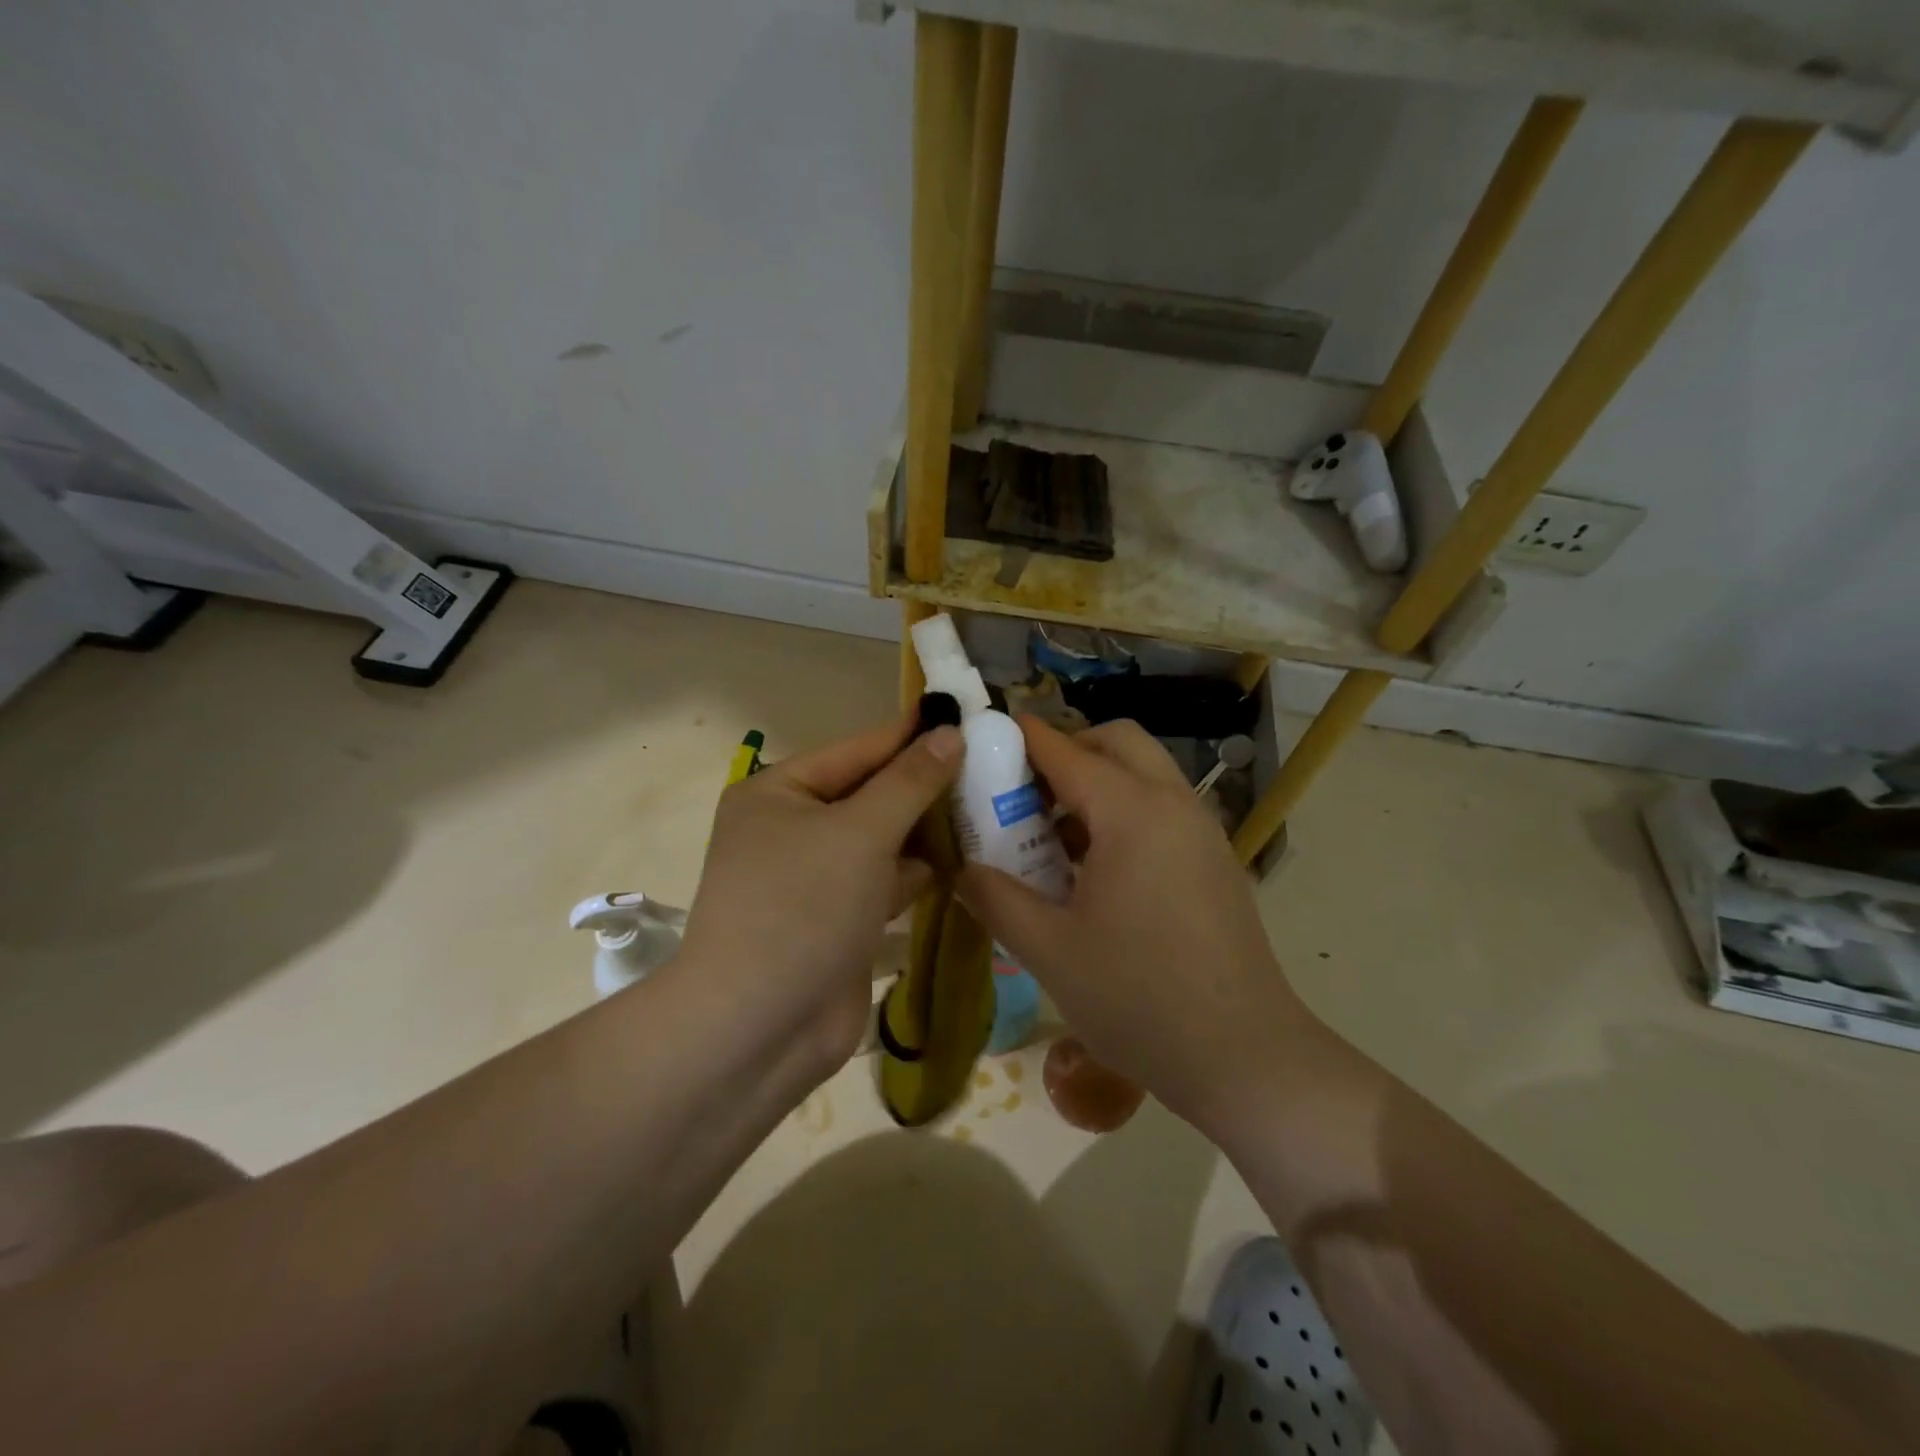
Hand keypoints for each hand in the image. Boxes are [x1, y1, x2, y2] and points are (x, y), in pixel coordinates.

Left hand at [679, 714, 962, 1073]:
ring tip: (991, 808)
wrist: (759, 1029)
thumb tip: (951, 733)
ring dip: (928, 830)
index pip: (857, 750)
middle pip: (871, 794)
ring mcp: (815, 877)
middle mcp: (792, 828)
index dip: (912, 735)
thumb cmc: (803, 907)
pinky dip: (919, 873)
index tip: (966, 717)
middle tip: (992, 766)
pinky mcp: (838, 918)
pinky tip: (967, 861)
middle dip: (925, 786)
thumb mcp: (860, 832)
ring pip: (882, 839)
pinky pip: (885, 881)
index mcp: (778, 793)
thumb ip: (910, 782)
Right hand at [959, 718, 1312, 1131]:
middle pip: (1117, 742)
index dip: (1021, 738)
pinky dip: (1123, 813)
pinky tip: (1094, 872)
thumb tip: (959, 868)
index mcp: (1133, 813)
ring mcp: (1203, 832)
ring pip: (1144, 774)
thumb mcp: (1048, 950)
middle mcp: (1174, 805)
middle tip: (1024, 793)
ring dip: (1096, 784)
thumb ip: (994, 898)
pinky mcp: (1214, 861)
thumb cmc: (1139, 998)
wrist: (1245, 1058)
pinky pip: (1162, 809)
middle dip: (1066, 750)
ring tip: (1052, 837)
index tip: (982, 736)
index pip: (1066, 751)